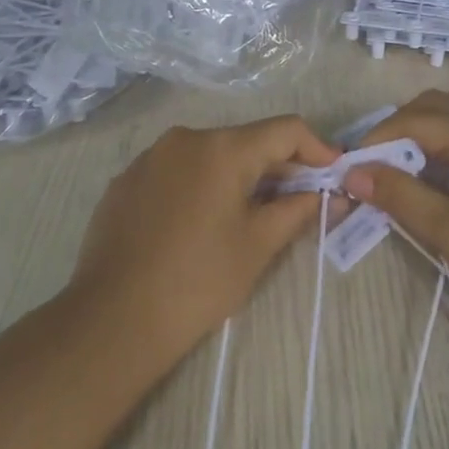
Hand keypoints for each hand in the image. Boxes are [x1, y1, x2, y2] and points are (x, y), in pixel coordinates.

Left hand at [70, 116, 339, 364]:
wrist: (114, 318)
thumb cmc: (199, 280)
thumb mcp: (258, 244)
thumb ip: (298, 209)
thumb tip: (330, 195)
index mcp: (222, 148)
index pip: (285, 130)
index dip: (317, 148)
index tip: (334, 175)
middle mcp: (185, 138)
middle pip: (246, 141)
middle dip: (278, 167)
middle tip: (300, 202)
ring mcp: (149, 157)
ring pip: (210, 156)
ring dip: (238, 177)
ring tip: (250, 216)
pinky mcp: (126, 180)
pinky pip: (177, 172)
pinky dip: (200, 186)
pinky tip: (200, 224)